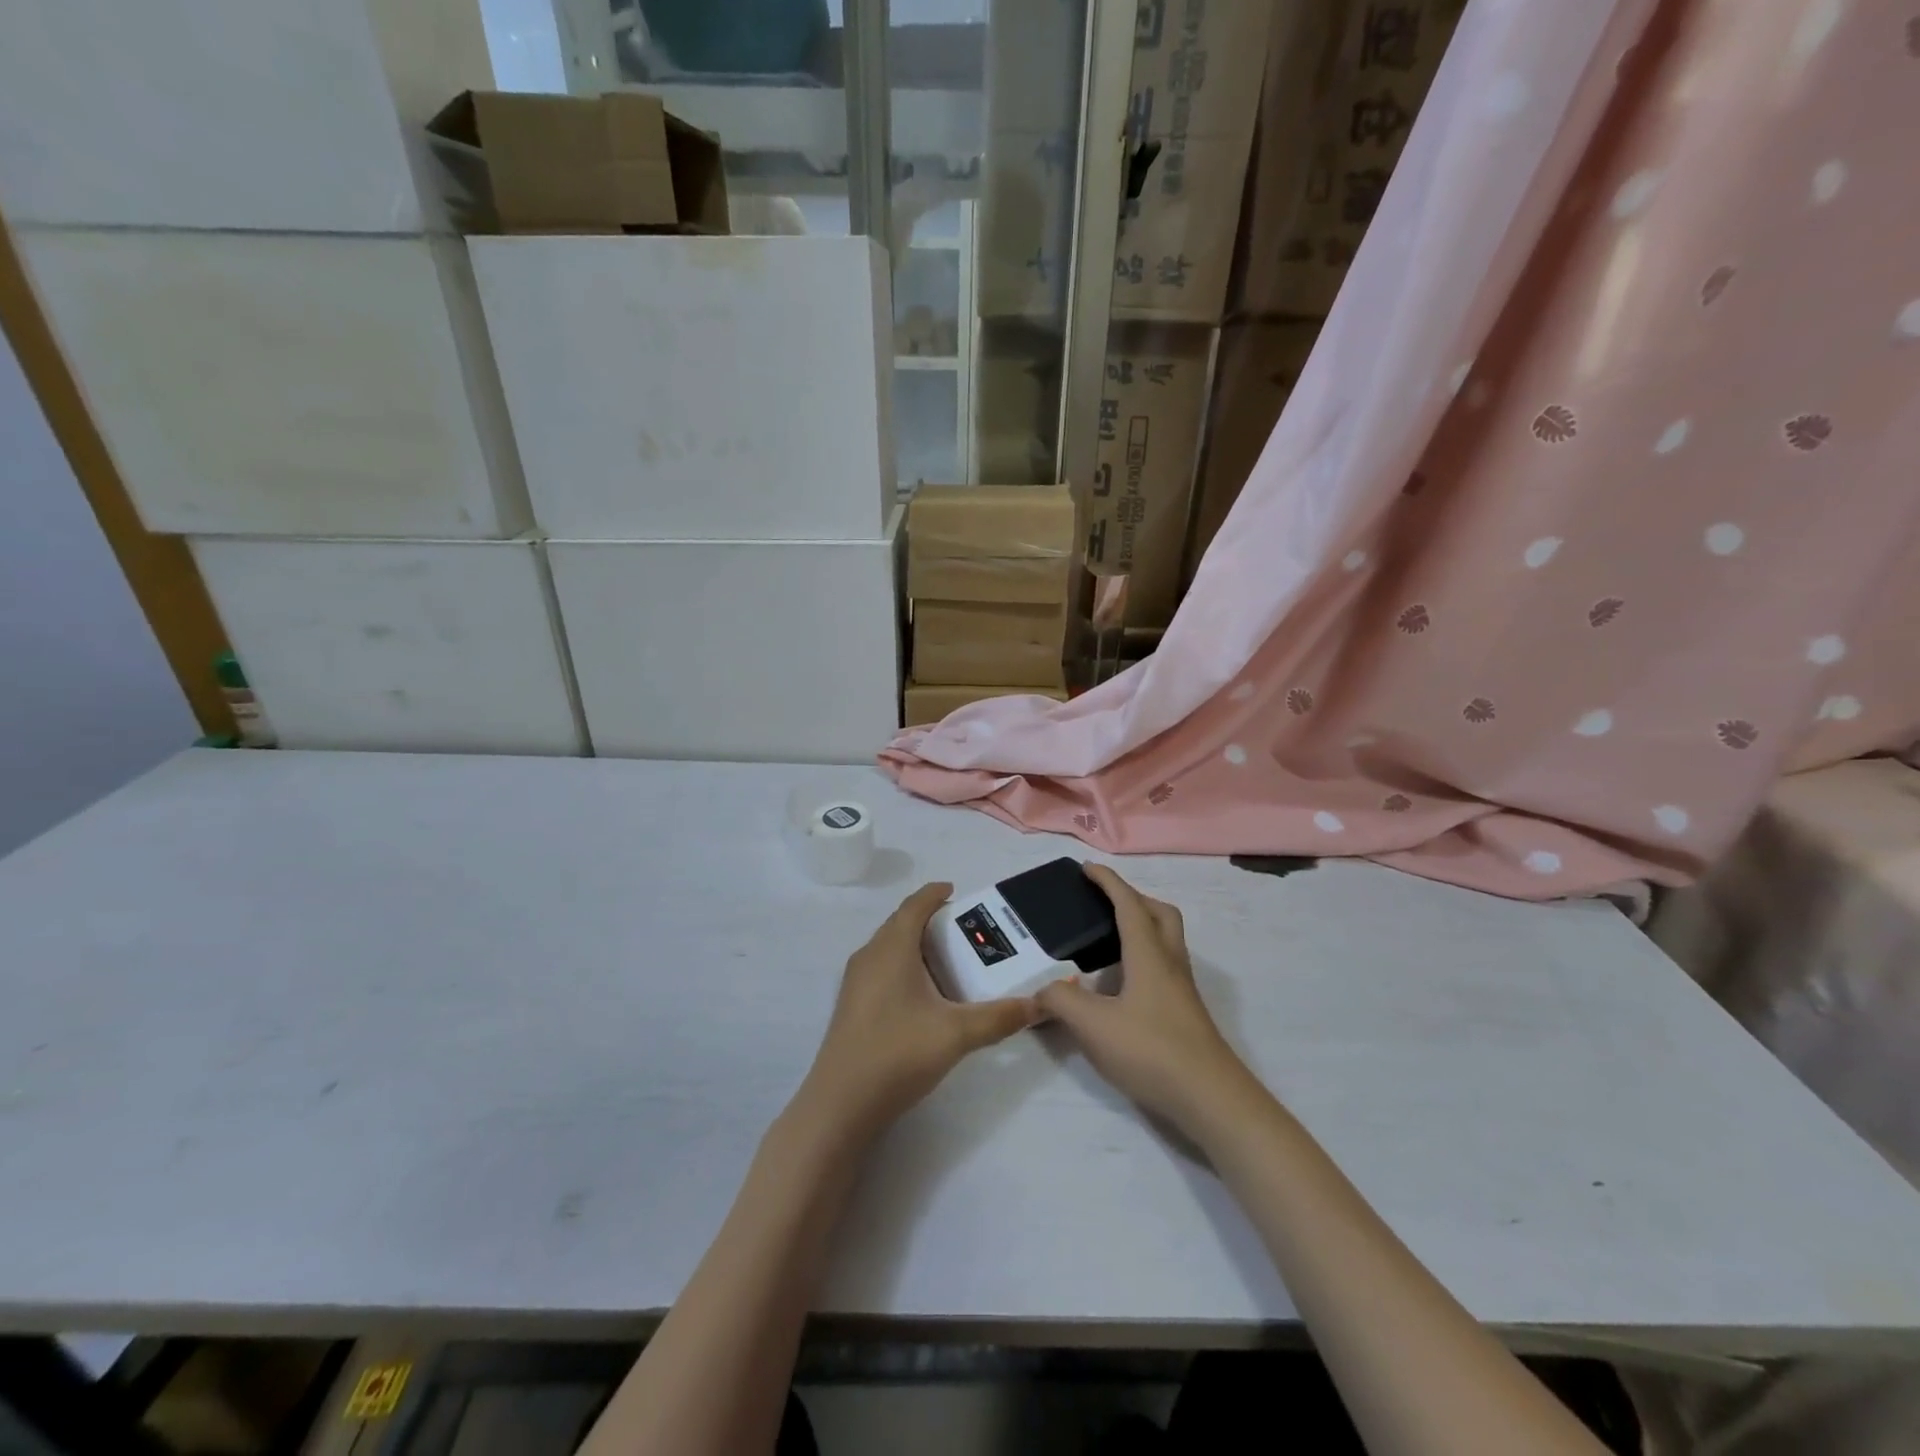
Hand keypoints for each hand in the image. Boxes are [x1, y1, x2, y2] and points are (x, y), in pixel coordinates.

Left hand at [797, 883, 1040, 1140]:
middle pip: (901, 924)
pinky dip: (905, 966)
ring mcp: (856, 982)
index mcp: (892, 948)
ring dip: (917, 945)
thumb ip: (1000, 1017)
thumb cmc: (898, 1053)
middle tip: (965, 929)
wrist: (841, 1105)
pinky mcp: (852, 1005)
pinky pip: (882, 969)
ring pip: (890, 948)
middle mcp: (870, 956)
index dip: (935, 894)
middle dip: (931, 920)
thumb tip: (1038, 1004)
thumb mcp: (957, 1034)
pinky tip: (925, 995)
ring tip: (950, 959)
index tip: (956, 891)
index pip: (914, 905)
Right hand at [1038, 865, 1252, 1137]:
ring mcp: (1181, 989)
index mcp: (1148, 953)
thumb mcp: (1093, 1026)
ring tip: (1108, 940)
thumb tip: (1041, 991)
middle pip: (1160, 914)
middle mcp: (1169, 962)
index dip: (1108, 882)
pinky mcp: (1185, 1013)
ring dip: (1142, 927)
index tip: (1087, 868)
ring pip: (1166, 940)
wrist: (1210, 1098)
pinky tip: (1121, 984)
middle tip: (1104, 903)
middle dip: (1133, 898)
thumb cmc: (1151, 1050)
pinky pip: (1164, 966)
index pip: (1128, 904)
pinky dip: (1143, 958)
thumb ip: (1060, 1003)